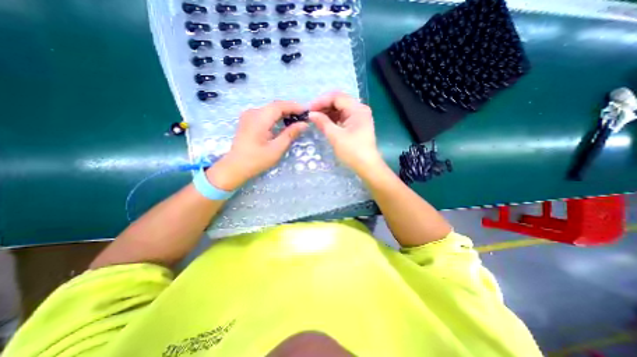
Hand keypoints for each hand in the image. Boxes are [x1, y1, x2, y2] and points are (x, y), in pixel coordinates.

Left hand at [207, 100, 308, 189]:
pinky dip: (276, 116)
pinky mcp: (248, 120)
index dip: (294, 106)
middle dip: (291, 109)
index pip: (279, 106)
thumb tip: (304, 124)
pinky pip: (265, 113)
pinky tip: (284, 122)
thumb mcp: (276, 149)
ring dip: (284, 112)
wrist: (235, 167)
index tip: (307, 111)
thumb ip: (290, 134)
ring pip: (270, 109)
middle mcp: (253, 112)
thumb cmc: (257, 160)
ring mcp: (249, 115)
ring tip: (297, 119)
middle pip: (275, 105)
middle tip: (304, 116)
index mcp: (259, 119)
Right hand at [310, 91, 379, 171]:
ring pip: (340, 109)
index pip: (337, 97)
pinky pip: (342, 117)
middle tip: (310, 114)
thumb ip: (323, 122)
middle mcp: (359, 109)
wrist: (367, 166)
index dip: (321, 101)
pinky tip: (323, 122)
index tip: (308, 109)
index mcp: (357, 109)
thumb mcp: (335, 136)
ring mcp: (358, 117)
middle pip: (339, 101)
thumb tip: (311, 114)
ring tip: (314, 118)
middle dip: (323, 106)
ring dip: (327, 112)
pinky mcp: (356, 124)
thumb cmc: (352, 151)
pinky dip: (332, 118)